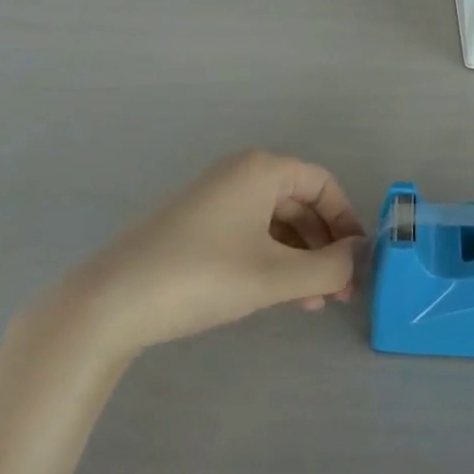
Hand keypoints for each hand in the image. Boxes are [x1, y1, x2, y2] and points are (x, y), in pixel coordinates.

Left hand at [64, 151, 365, 358]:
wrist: (114, 300)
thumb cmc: (202, 276)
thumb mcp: (273, 276)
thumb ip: (326, 267)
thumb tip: (357, 257)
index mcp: (261, 169)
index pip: (322, 183)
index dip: (346, 220)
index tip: (358, 262)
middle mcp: (241, 173)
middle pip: (300, 202)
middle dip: (324, 246)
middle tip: (339, 293)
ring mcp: (217, 198)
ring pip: (276, 222)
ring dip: (300, 259)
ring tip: (312, 304)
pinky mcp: (199, 225)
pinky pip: (251, 233)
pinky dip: (272, 260)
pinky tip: (279, 296)